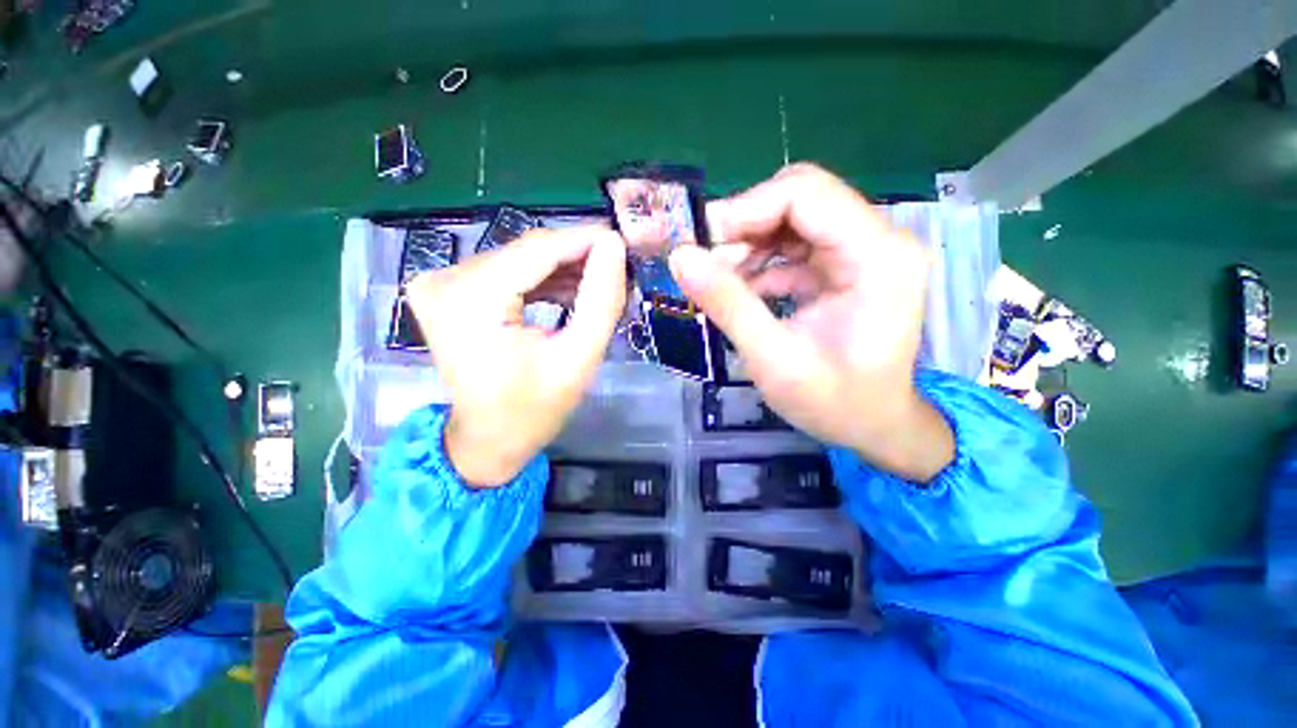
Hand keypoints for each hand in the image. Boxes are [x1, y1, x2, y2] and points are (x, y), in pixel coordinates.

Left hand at [407, 227, 626, 486]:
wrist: (488, 439)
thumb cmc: (534, 409)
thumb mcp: (578, 358)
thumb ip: (600, 301)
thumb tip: (614, 246)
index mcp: (469, 300)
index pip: (538, 249)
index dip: (584, 240)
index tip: (623, 242)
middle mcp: (444, 280)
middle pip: (527, 252)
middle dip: (577, 258)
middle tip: (617, 271)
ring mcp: (440, 282)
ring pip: (519, 258)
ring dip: (563, 269)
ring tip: (600, 284)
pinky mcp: (447, 289)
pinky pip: (506, 270)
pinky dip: (541, 278)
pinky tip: (571, 290)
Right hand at [669, 163, 953, 481]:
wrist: (875, 425)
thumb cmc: (834, 403)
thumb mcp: (774, 360)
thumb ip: (728, 305)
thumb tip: (681, 256)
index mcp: (877, 256)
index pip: (804, 194)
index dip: (745, 209)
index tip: (701, 244)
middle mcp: (879, 239)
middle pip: (799, 199)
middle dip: (744, 226)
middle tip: (706, 264)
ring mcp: (864, 251)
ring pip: (792, 219)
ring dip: (749, 245)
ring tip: (721, 283)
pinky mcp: (847, 266)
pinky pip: (794, 245)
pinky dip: (761, 263)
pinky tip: (743, 293)